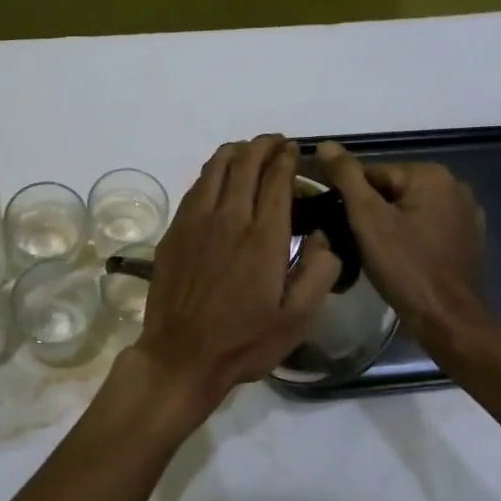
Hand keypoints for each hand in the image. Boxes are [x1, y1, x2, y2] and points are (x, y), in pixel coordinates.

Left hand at [108, 135, 339, 436]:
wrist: (181, 356)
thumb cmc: (244, 341)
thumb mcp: (298, 319)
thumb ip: (320, 272)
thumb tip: (325, 236)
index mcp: (263, 237)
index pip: (276, 177)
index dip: (286, 157)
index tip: (294, 149)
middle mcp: (229, 217)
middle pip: (245, 162)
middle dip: (263, 145)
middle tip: (276, 144)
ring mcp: (196, 220)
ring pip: (215, 167)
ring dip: (236, 151)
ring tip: (250, 152)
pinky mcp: (175, 230)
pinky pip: (196, 186)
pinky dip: (213, 172)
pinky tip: (220, 179)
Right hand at [316, 142, 500, 359]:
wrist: (448, 320)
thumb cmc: (405, 266)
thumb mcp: (367, 218)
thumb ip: (346, 176)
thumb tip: (325, 144)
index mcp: (431, 175)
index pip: (372, 174)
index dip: (351, 199)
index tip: (339, 224)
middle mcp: (455, 186)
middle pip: (391, 191)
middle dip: (370, 212)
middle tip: (354, 242)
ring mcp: (466, 214)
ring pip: (408, 210)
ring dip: (388, 226)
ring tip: (374, 254)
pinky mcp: (468, 240)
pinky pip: (426, 228)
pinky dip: (410, 238)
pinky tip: (399, 260)